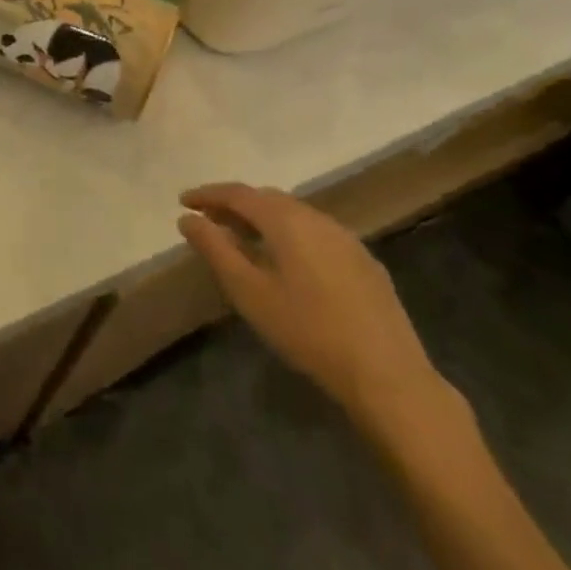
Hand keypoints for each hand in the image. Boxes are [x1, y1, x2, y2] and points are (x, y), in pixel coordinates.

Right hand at [178, 184, 448, 432]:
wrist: (387, 375)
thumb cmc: (307, 331)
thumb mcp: (248, 291)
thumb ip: (215, 249)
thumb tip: (188, 218)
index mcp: (287, 221)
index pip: (238, 193)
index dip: (208, 194)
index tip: (183, 201)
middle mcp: (318, 219)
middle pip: (268, 199)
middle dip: (235, 205)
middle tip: (209, 220)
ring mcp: (346, 239)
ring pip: (295, 215)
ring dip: (263, 219)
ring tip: (242, 239)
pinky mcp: (365, 262)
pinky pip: (316, 233)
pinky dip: (290, 235)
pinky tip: (286, 261)